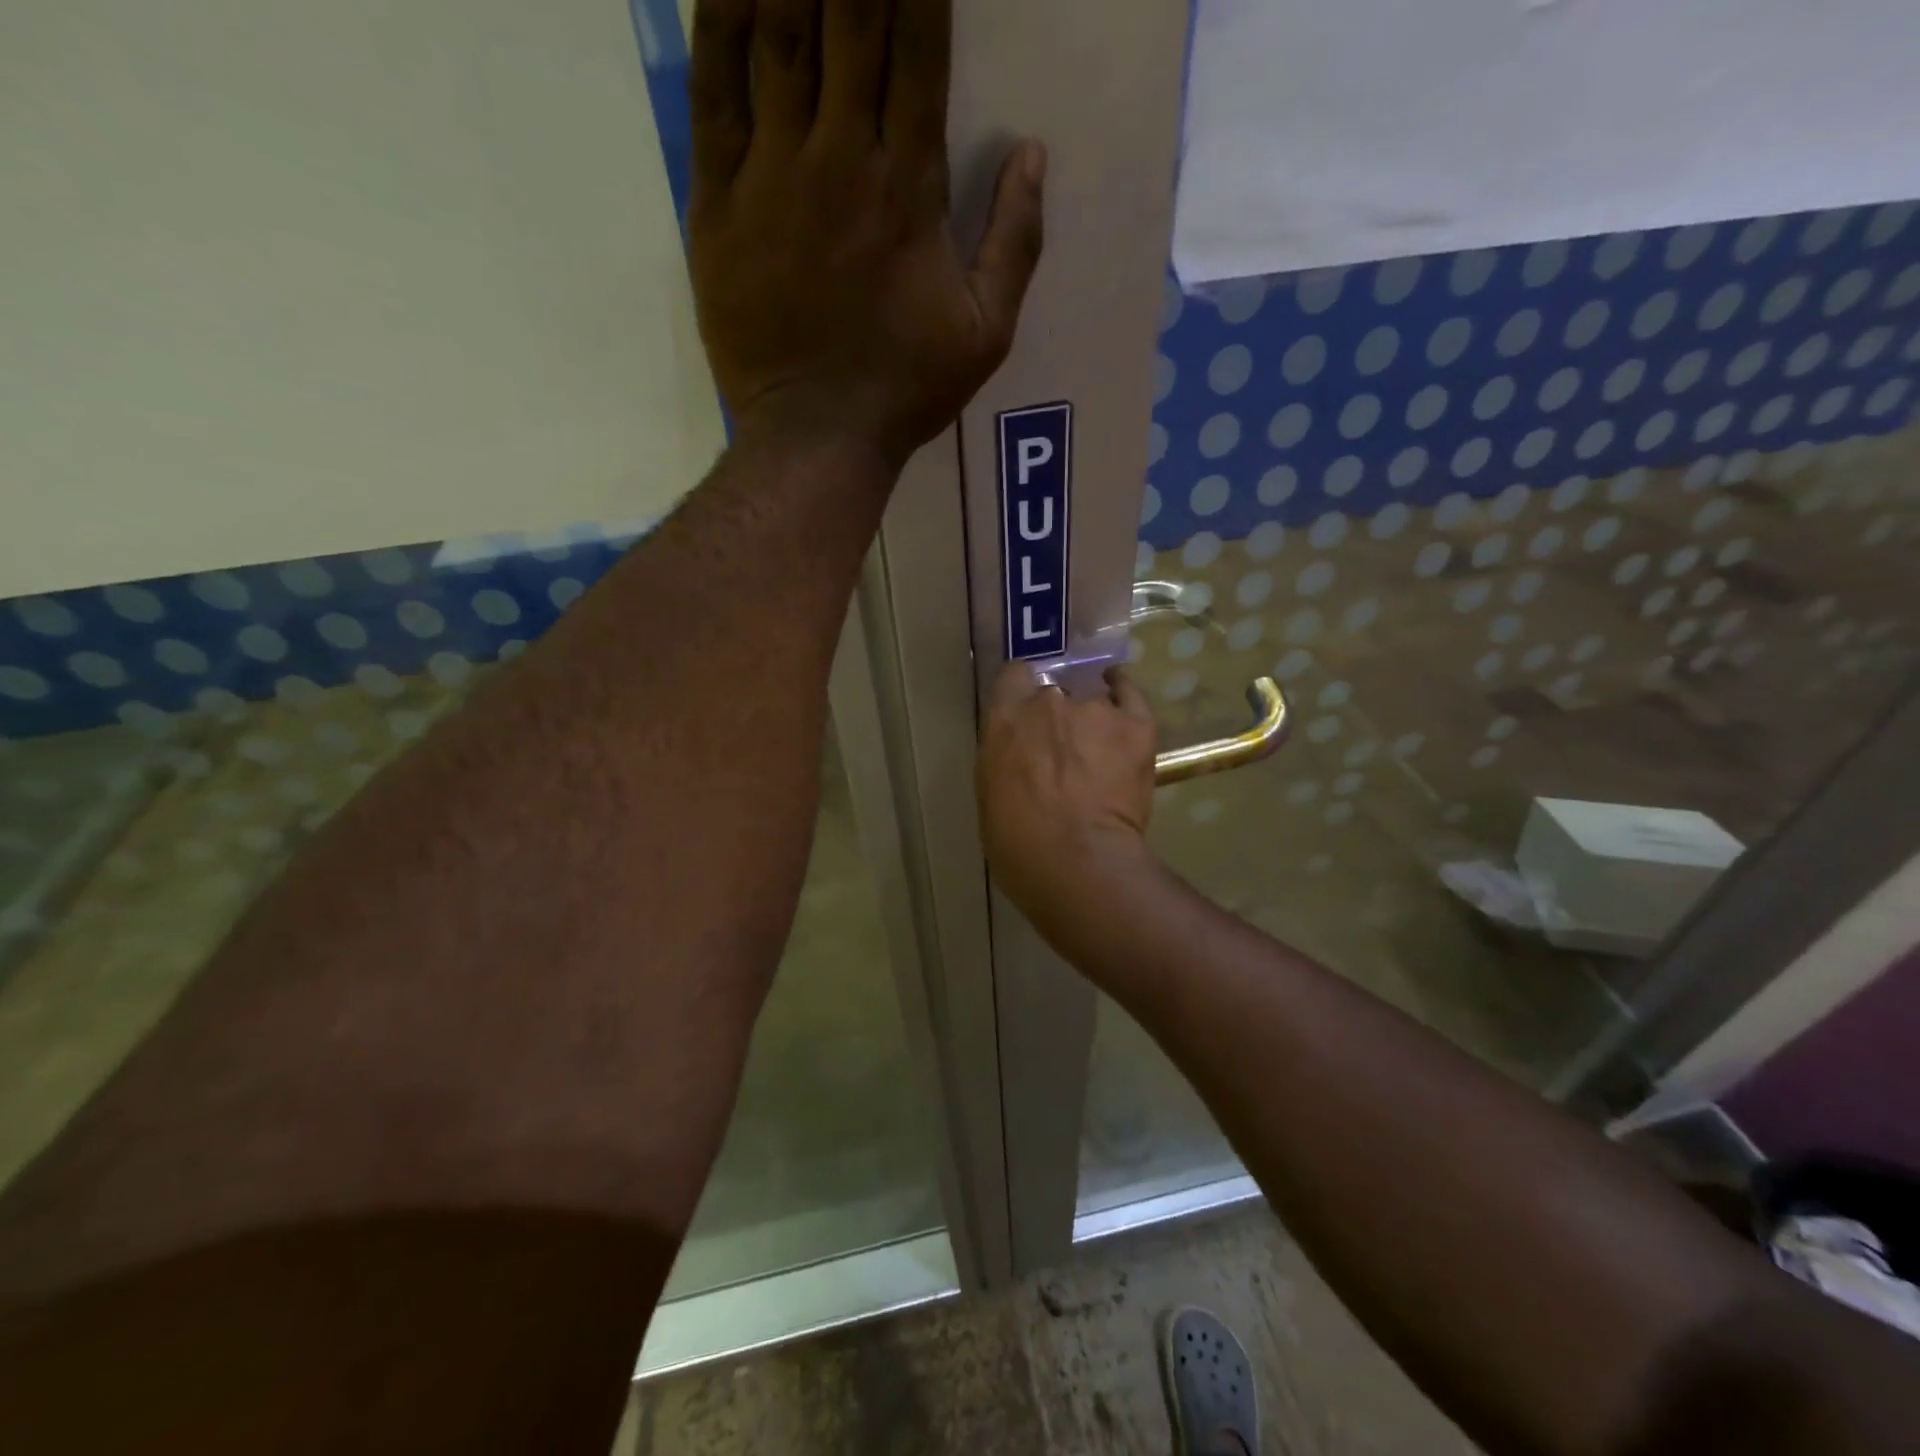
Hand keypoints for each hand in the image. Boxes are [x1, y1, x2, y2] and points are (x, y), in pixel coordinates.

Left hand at [687, 0, 1046, 467]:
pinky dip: (718, 19)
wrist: (817, 437)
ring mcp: (772, 175)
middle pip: (847, 15)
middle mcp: (841, 158)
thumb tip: (1034, 154)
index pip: (917, 44)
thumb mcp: (985, 335)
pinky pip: (713, 92)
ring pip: (776, 32)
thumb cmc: (906, 390)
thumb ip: (1015, 244)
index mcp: (910, 186)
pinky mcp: (718, 203)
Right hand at [977, 664, 1157, 919]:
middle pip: (1053, 693)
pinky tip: (1122, 699)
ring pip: (1092, 702)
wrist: (1078, 861)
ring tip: (1099, 752)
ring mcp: (1095, 709)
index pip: (1013, 678)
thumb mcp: (991, 795)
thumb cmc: (1019, 843)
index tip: (1025, 716)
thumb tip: (1020, 755)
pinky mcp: (1135, 725)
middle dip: (1055, 717)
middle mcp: (1048, 701)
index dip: (1020, 695)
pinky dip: (1124, 696)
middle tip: (1062, 751)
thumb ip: (1005, 760)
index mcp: (1006, 719)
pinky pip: (1130, 695)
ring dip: (1091, 722)